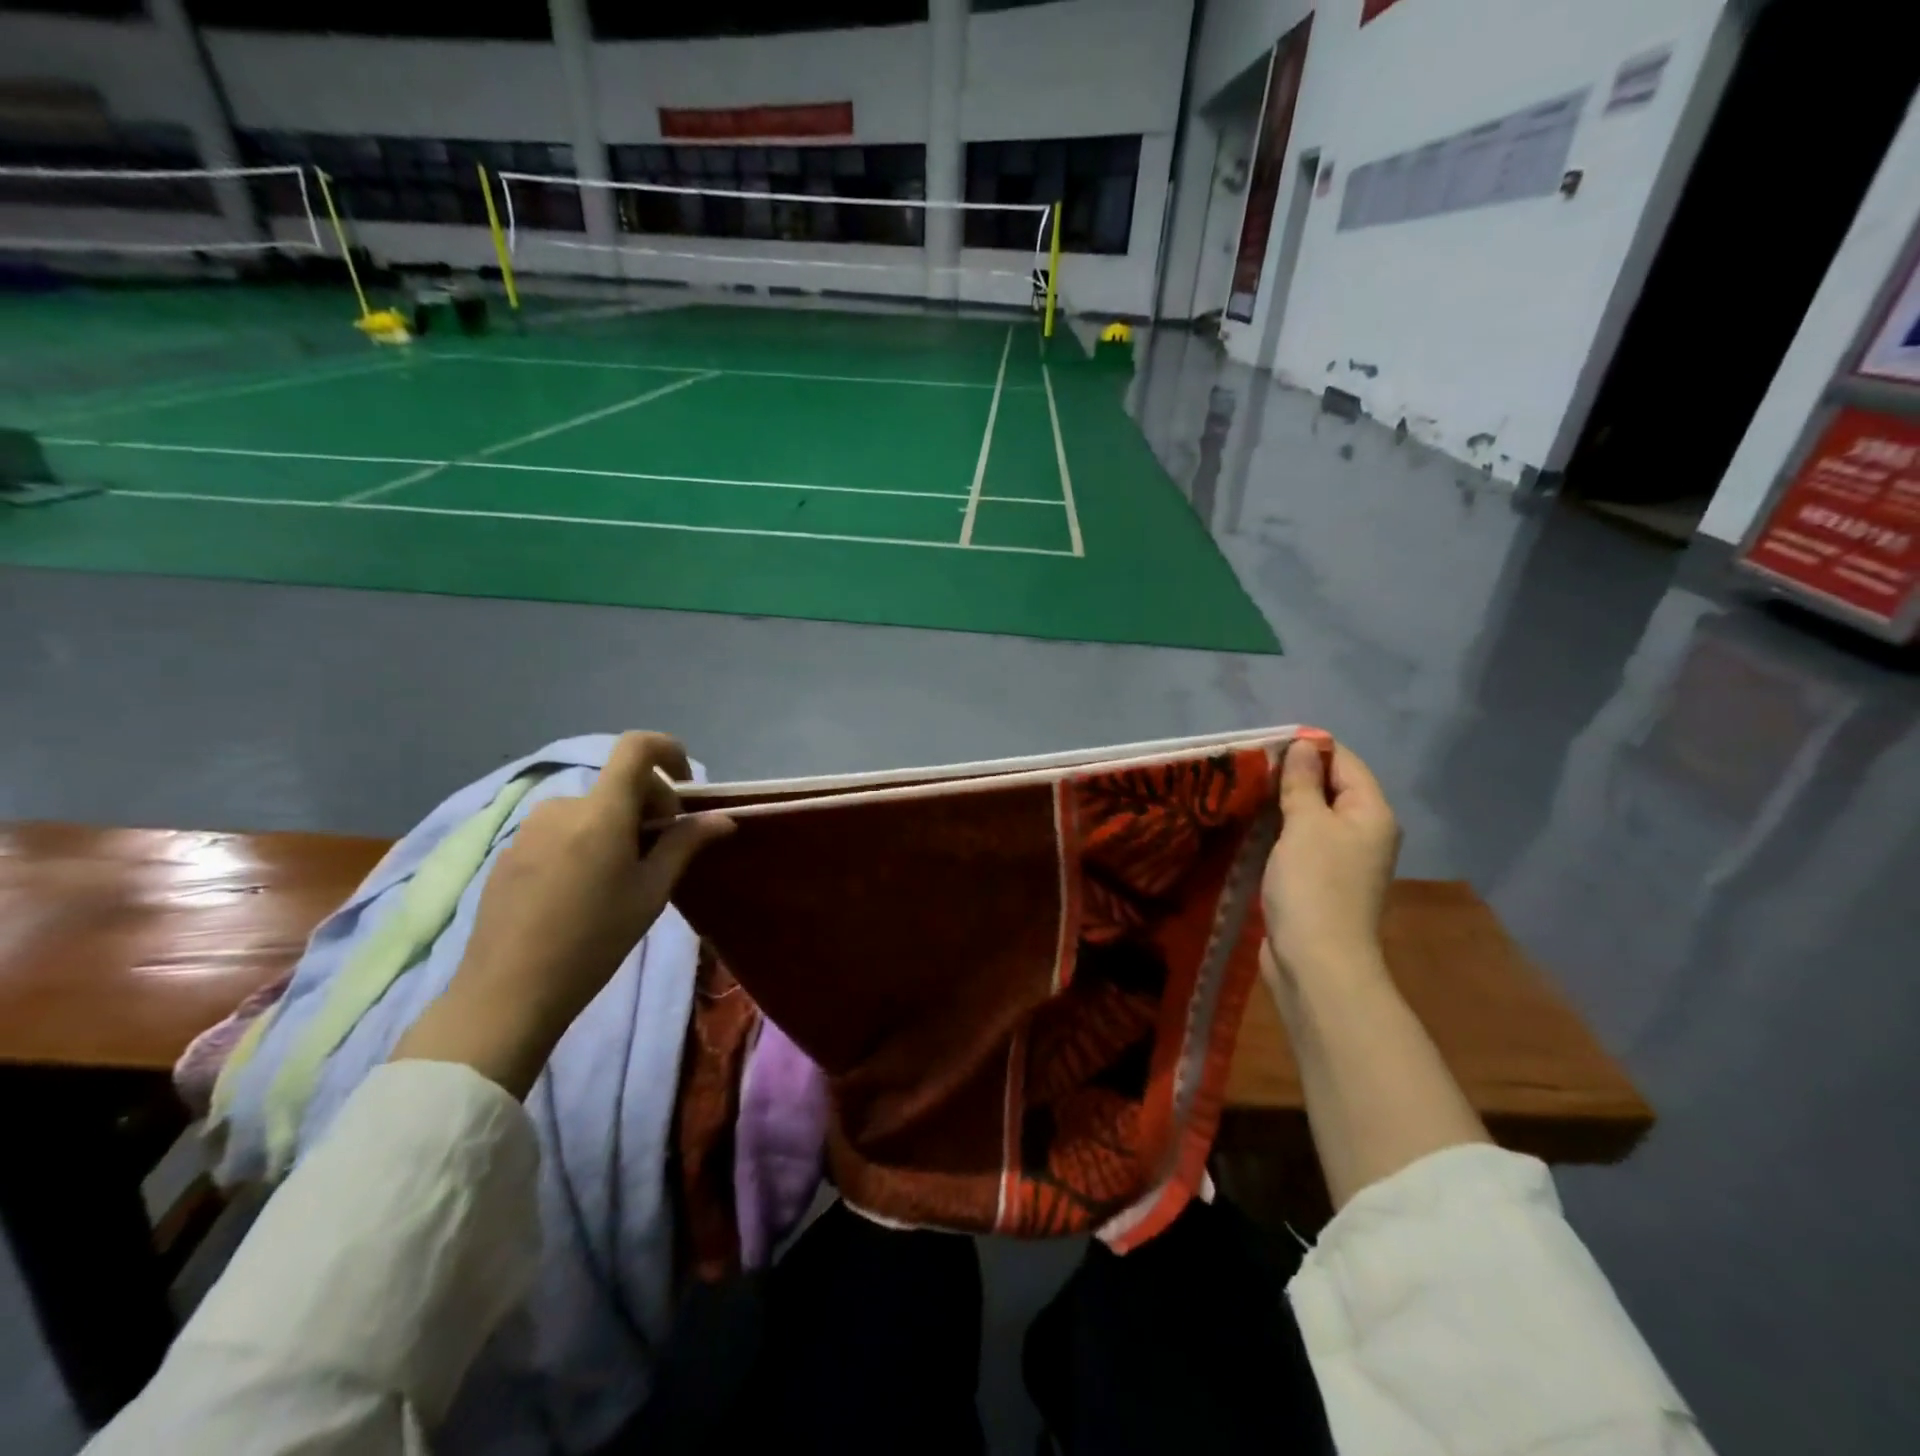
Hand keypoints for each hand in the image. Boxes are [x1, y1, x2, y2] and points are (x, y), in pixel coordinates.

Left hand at [393, 732, 731, 1095]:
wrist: (508, 992)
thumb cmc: (594, 940)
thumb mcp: (651, 892)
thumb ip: (685, 844)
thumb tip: (722, 818)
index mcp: (602, 811)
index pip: (636, 747)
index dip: (669, 751)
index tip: (686, 787)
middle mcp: (562, 806)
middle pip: (618, 783)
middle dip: (650, 805)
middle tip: (662, 852)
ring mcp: (529, 828)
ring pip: (591, 809)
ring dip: (617, 826)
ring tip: (622, 877)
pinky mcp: (509, 852)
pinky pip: (561, 830)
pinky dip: (585, 842)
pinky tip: (582, 892)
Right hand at [1260, 736, 1400, 986]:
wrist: (1317, 963)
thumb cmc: (1314, 886)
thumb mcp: (1305, 825)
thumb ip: (1302, 783)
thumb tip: (1305, 744)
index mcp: (1370, 813)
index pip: (1344, 762)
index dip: (1309, 747)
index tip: (1264, 744)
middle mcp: (1362, 832)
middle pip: (1328, 788)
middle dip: (1290, 775)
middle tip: (1246, 767)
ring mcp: (1341, 860)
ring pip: (1310, 817)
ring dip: (1279, 805)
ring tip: (1240, 792)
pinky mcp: (1318, 881)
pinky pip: (1299, 842)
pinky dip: (1277, 832)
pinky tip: (1247, 827)